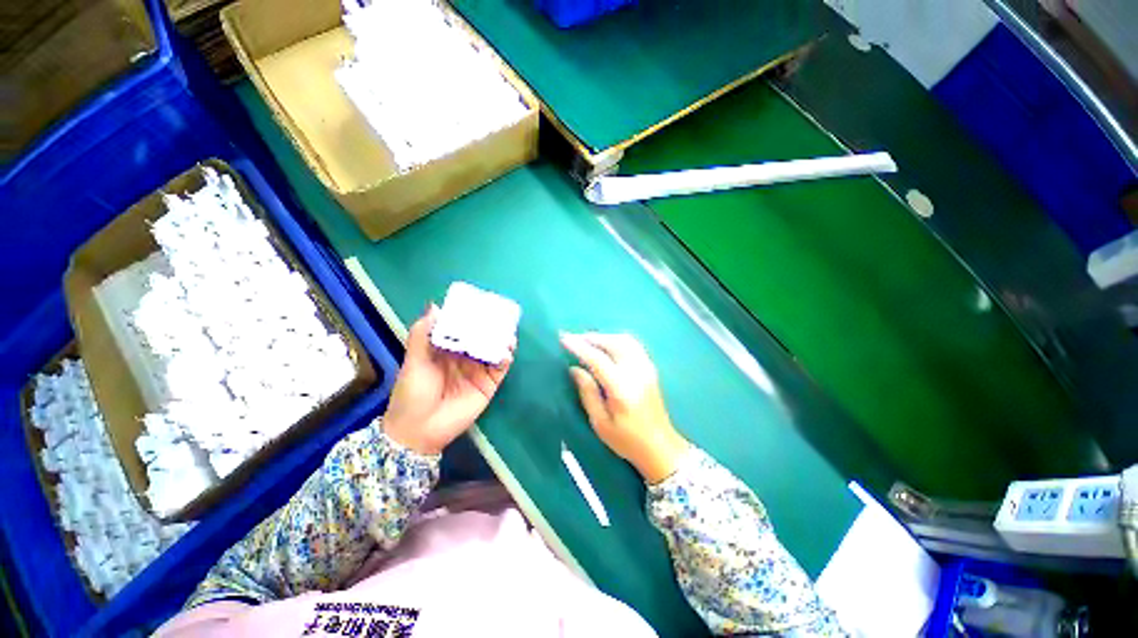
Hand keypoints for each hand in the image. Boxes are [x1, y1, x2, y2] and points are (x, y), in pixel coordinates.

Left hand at [383, 305, 513, 454]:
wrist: (419, 430)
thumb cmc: (412, 393)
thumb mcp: (414, 361)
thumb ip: (422, 334)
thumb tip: (435, 306)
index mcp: (447, 348)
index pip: (462, 327)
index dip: (471, 316)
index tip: (480, 303)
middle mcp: (465, 356)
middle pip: (482, 336)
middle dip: (491, 326)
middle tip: (500, 315)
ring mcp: (479, 369)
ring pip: (494, 349)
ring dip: (502, 340)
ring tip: (507, 333)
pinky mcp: (489, 384)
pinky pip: (500, 368)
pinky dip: (505, 358)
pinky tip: (506, 353)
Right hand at [561, 333, 688, 483]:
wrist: (660, 446)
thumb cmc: (627, 440)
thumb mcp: (600, 423)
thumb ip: (588, 393)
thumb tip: (575, 369)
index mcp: (621, 388)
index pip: (597, 359)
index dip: (579, 347)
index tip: (564, 338)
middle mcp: (636, 372)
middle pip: (613, 343)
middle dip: (591, 338)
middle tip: (574, 339)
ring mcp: (646, 368)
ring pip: (625, 340)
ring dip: (604, 337)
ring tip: (587, 341)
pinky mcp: (651, 368)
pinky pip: (633, 344)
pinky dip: (617, 340)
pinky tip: (607, 346)